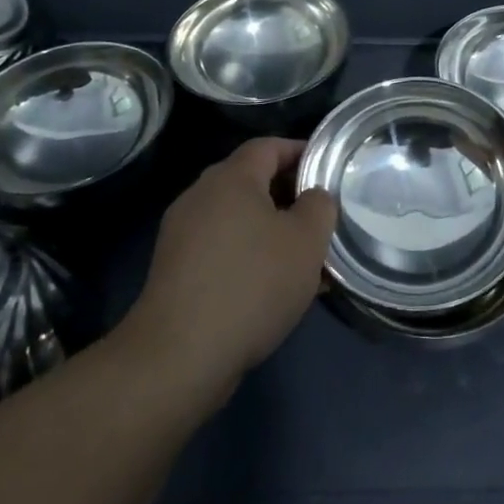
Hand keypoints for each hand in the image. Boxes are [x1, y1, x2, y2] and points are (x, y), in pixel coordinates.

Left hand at [118, 138, 337, 409]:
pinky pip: (221, 248)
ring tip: (303, 257)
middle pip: (251, 181)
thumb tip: (313, 196)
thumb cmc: (252, 284)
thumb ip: (319, 206)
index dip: (301, 152)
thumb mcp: (307, 240)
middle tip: (321, 216)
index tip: (329, 170)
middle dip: (289, 195)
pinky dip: (249, 255)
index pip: (269, 146)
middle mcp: (200, 196)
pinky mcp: (174, 271)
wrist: (178, 357)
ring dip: (271, 230)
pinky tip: (272, 287)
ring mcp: (181, 234)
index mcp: (230, 178)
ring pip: (238, 219)